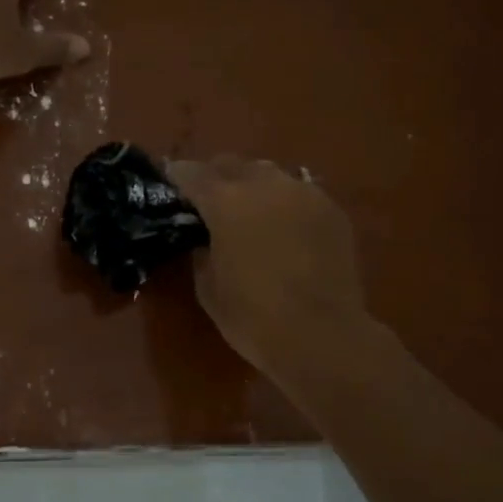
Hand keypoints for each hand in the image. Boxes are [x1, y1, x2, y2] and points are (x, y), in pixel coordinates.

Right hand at [167, 156, 372, 388]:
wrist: (323, 337)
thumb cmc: (254, 317)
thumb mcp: (208, 287)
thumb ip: (202, 250)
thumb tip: (206, 238)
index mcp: (226, 202)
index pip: (191, 173)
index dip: (177, 176)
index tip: (170, 182)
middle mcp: (265, 185)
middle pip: (232, 164)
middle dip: (216, 176)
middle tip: (209, 199)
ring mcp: (304, 193)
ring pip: (270, 174)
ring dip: (253, 186)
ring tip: (250, 211)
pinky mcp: (332, 210)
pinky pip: (300, 194)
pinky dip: (285, 203)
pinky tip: (284, 228)